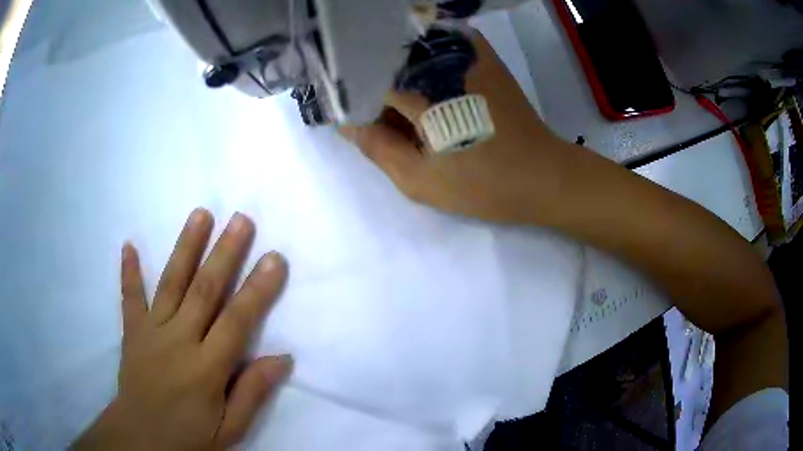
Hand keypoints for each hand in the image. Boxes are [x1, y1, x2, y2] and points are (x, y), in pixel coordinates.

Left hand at [74, 210, 290, 449]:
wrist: (141, 440)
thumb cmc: (189, 438)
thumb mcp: (230, 430)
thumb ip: (252, 393)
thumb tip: (282, 358)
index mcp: (206, 369)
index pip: (237, 321)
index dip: (257, 289)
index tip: (274, 258)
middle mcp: (178, 341)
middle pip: (204, 291)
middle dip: (225, 253)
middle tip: (241, 220)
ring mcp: (151, 332)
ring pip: (171, 284)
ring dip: (186, 247)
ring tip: (200, 214)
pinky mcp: (133, 332)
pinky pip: (130, 298)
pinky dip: (129, 272)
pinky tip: (129, 245)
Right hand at [341, 31, 571, 223]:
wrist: (544, 175)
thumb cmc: (485, 185)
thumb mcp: (422, 180)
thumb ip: (378, 149)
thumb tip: (347, 122)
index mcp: (424, 94)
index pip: (367, 82)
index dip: (355, 99)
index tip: (354, 119)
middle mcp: (442, 62)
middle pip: (388, 63)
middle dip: (376, 87)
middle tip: (382, 120)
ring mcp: (466, 53)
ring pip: (411, 53)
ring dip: (399, 75)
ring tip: (405, 110)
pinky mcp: (483, 56)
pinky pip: (439, 48)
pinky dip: (424, 62)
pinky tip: (427, 87)